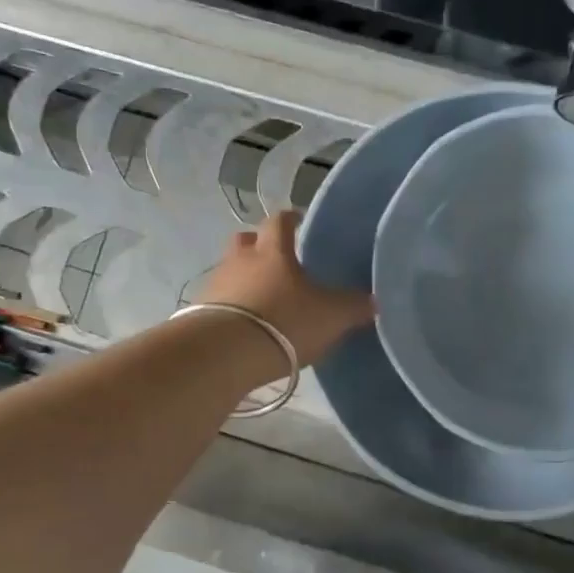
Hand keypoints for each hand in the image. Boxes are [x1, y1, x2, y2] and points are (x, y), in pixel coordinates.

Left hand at [197, 211, 375, 365]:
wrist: (226, 354)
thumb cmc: (284, 321)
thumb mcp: (331, 316)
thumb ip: (353, 306)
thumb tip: (373, 301)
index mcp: (273, 250)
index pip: (280, 221)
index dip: (290, 218)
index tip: (300, 221)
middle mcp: (240, 259)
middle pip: (247, 241)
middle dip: (260, 246)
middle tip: (278, 261)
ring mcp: (216, 285)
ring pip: (230, 271)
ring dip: (244, 279)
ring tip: (263, 300)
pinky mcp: (199, 313)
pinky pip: (219, 301)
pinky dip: (232, 307)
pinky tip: (245, 325)